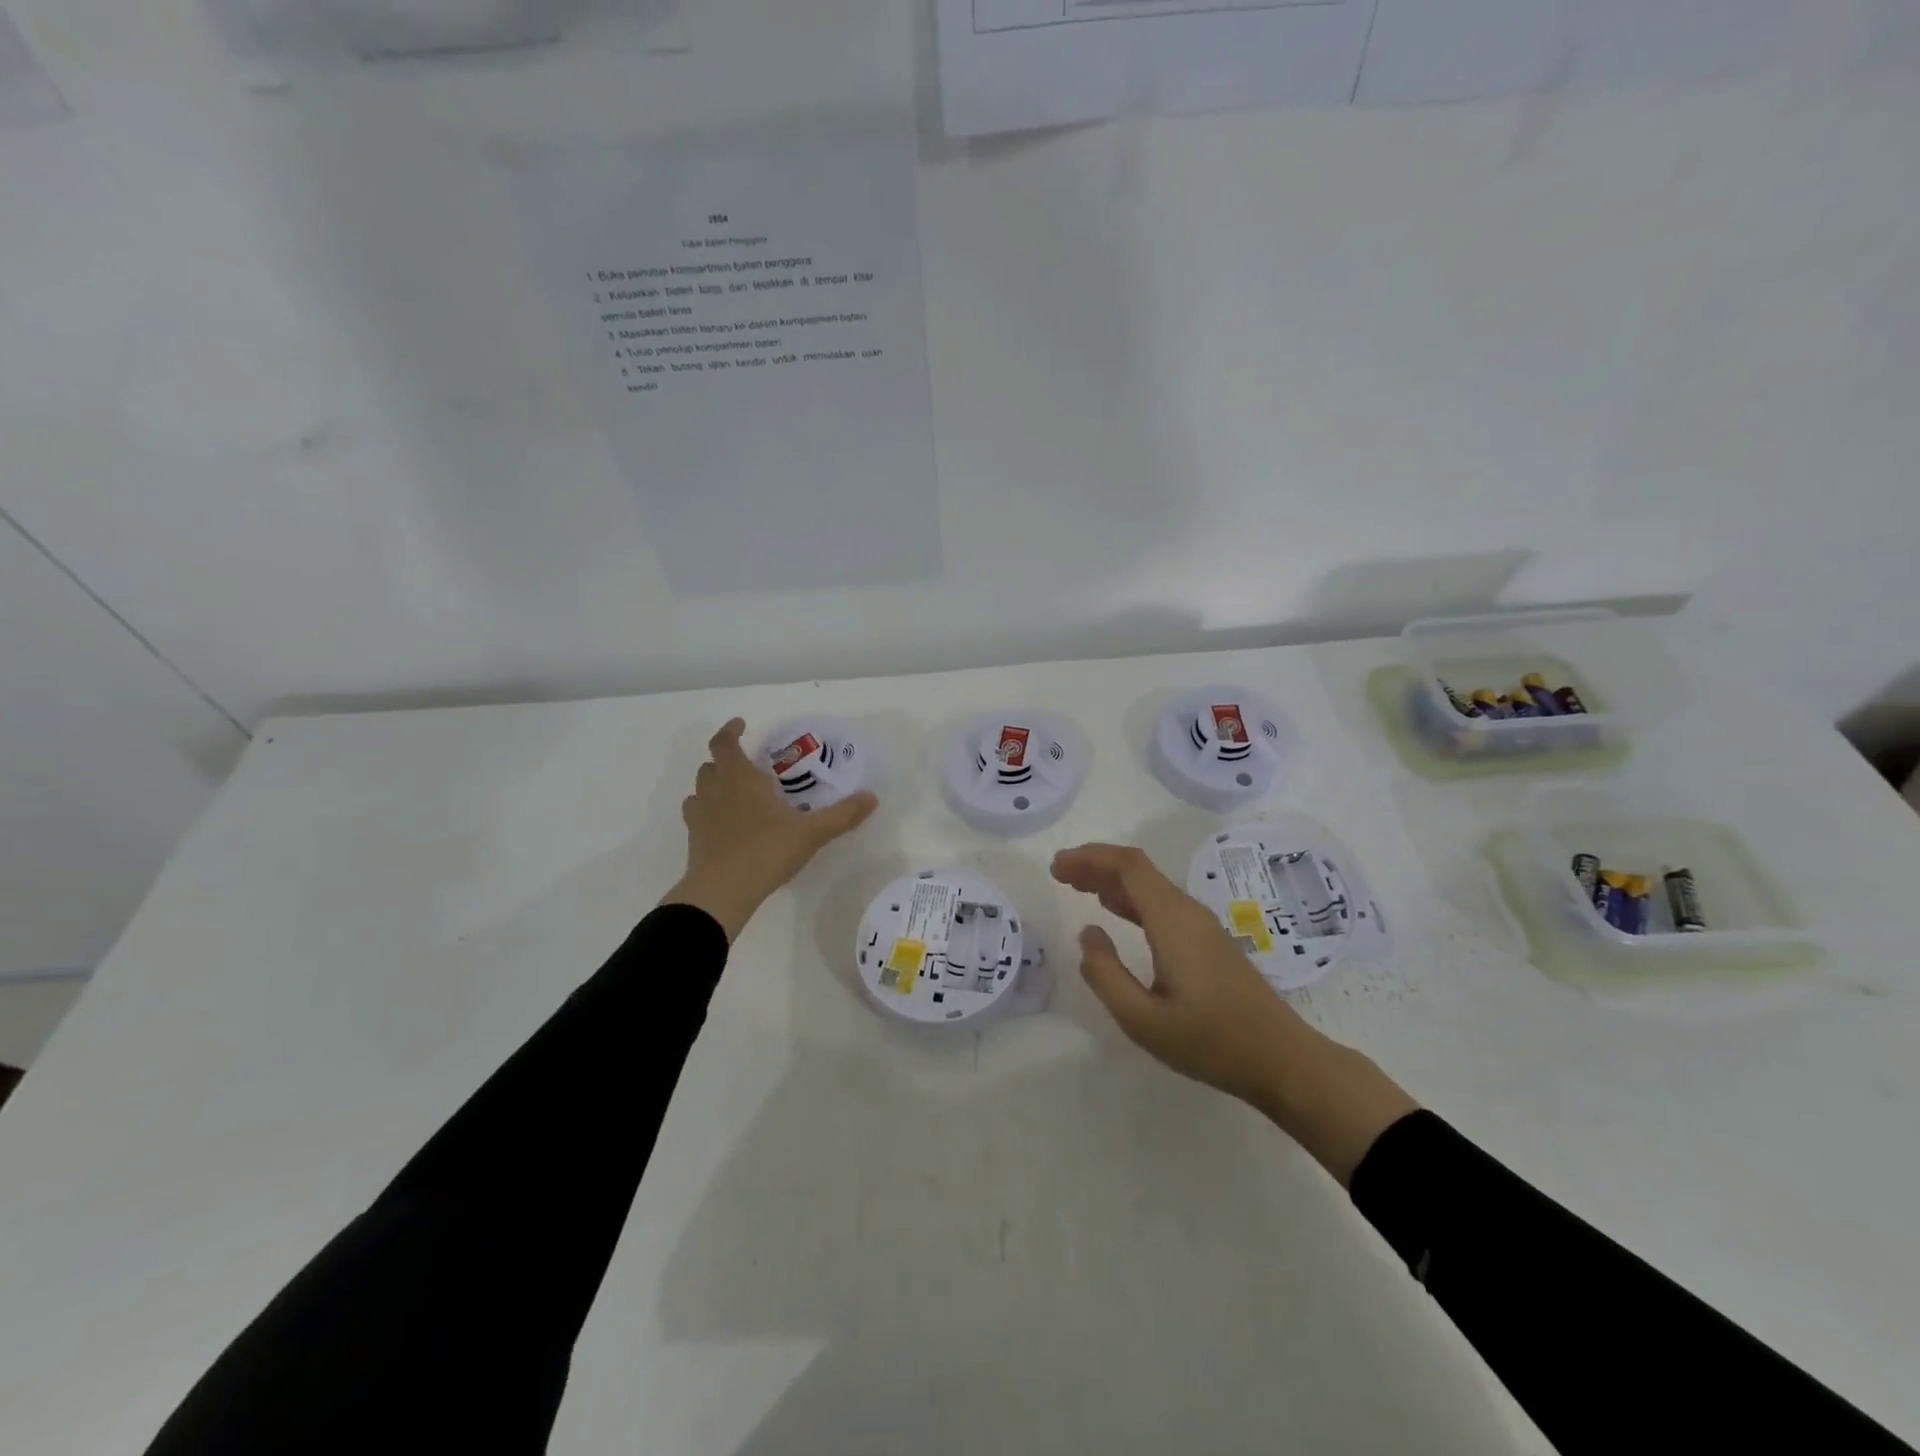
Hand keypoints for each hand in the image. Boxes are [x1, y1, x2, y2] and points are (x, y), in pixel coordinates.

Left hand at [666, 719, 877, 941]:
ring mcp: (701, 815)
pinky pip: (696, 814)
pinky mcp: (695, 839)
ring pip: (700, 788)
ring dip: (714, 783)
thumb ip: (843, 815)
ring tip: (734, 791)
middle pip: (711, 764)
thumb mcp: (812, 833)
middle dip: (726, 758)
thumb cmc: (766, 851)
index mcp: (741, 779)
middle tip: (747, 763)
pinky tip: (723, 822)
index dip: (730, 731)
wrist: (722, 892)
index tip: (740, 724)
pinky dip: (707, 809)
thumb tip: (872, 797)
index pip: (725, 743)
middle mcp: (716, 790)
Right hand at [1050, 842, 1309, 1106]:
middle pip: (1138, 870)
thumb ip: (1106, 974)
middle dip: (1096, 864)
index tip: (1058, 866)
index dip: (1090, 857)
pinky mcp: (1208, 942)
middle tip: (1059, 873)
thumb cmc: (1211, 1042)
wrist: (1282, 1060)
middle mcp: (1188, 912)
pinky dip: (1131, 899)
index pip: (1129, 866)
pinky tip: (1115, 911)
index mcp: (1172, 921)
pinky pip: (1162, 905)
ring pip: (1150, 887)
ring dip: (1112, 881)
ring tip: (1077, 887)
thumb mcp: (1143, 1020)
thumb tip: (1087, 933)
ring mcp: (1202, 926)